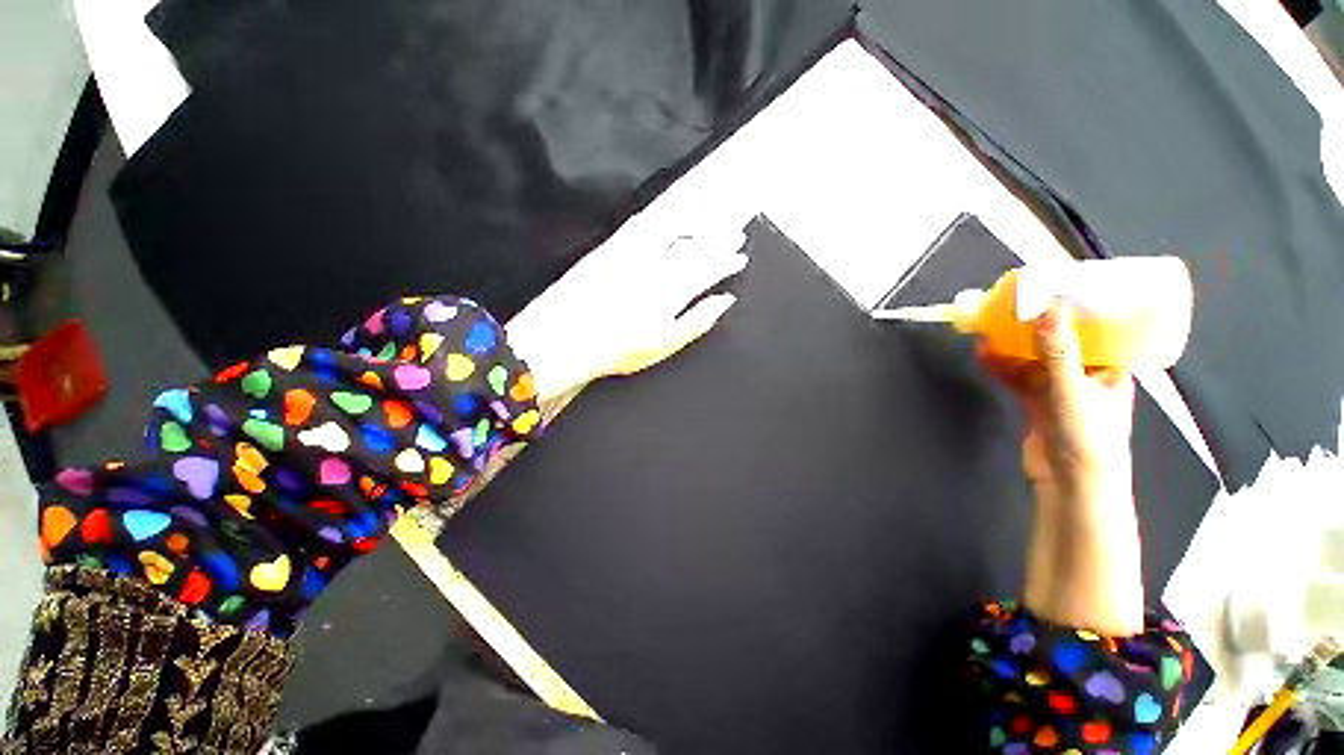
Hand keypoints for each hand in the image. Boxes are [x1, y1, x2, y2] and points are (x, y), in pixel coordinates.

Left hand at [505, 229, 747, 404]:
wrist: (569, 337)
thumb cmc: (620, 348)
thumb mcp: (666, 344)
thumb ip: (698, 320)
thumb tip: (725, 301)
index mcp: (674, 292)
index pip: (708, 271)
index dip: (727, 263)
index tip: (740, 257)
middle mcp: (658, 268)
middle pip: (696, 250)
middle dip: (719, 241)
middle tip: (735, 234)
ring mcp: (635, 256)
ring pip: (674, 235)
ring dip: (695, 228)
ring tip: (709, 224)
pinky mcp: (613, 250)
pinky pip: (640, 229)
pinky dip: (658, 223)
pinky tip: (665, 221)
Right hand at [978, 300, 1135, 500]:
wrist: (1070, 485)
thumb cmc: (1086, 437)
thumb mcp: (1071, 389)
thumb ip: (1057, 350)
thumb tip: (1048, 305)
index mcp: (1110, 368)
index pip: (1098, 330)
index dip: (1077, 310)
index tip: (1055, 291)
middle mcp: (1087, 376)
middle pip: (1060, 343)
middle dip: (1035, 328)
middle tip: (1012, 308)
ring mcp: (1061, 392)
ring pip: (1035, 361)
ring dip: (1013, 348)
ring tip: (989, 331)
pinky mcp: (1037, 405)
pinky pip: (1019, 379)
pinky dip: (1002, 368)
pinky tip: (984, 357)